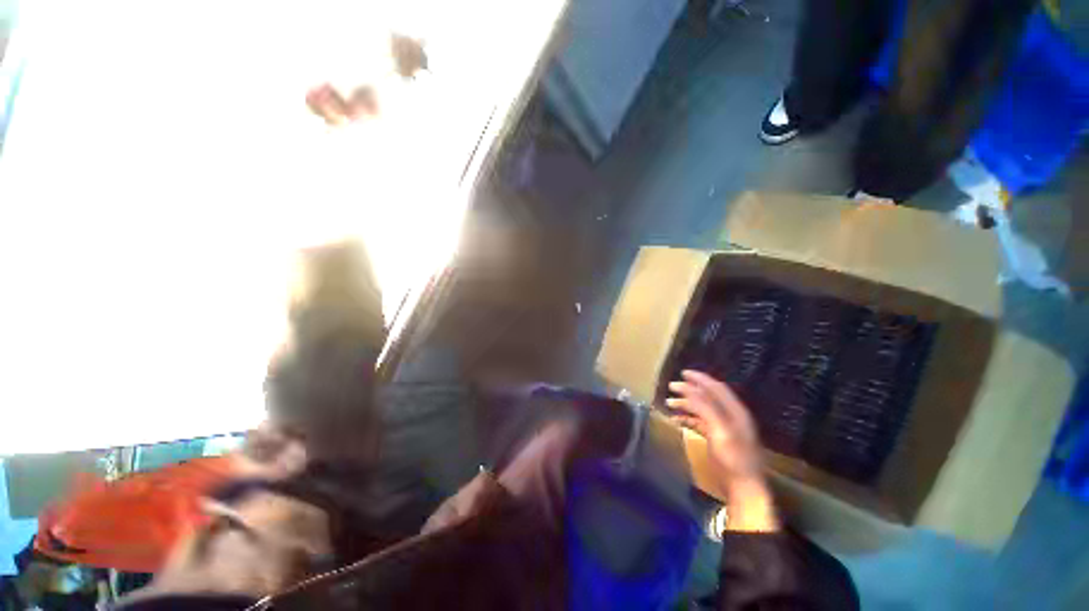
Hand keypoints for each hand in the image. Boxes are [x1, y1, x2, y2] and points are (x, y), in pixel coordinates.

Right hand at [667, 370, 777, 531]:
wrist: (743, 488)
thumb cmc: (733, 458)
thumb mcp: (720, 430)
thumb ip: (706, 408)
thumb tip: (689, 390)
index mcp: (735, 411)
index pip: (716, 388)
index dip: (700, 378)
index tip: (683, 373)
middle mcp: (731, 416)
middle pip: (708, 396)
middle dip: (690, 390)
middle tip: (671, 387)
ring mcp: (724, 427)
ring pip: (703, 408)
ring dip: (686, 403)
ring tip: (669, 403)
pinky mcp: (718, 438)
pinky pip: (700, 421)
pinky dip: (688, 417)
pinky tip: (676, 419)